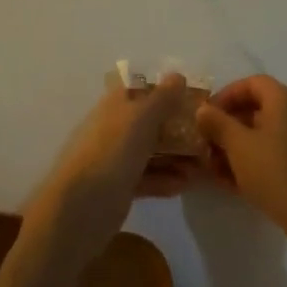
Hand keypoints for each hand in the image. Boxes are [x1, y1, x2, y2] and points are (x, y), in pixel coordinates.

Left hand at [23, 73, 195, 263]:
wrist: (79, 210)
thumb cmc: (111, 154)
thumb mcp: (140, 120)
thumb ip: (161, 99)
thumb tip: (177, 75)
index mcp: (115, 106)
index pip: (142, 89)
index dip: (166, 90)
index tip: (194, 97)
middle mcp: (115, 128)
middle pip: (150, 121)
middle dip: (178, 127)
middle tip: (207, 135)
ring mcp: (116, 159)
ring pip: (151, 151)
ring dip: (176, 156)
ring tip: (204, 165)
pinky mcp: (119, 188)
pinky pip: (147, 178)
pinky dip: (165, 179)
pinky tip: (186, 184)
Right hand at [195, 76, 286, 251]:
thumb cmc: (275, 171)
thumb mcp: (238, 145)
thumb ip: (218, 124)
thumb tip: (202, 110)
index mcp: (283, 101)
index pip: (252, 83)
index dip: (227, 95)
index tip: (208, 114)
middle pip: (256, 110)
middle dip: (227, 126)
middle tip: (206, 142)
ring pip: (261, 137)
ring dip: (235, 148)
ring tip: (213, 167)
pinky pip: (271, 157)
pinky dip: (250, 164)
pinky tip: (230, 183)